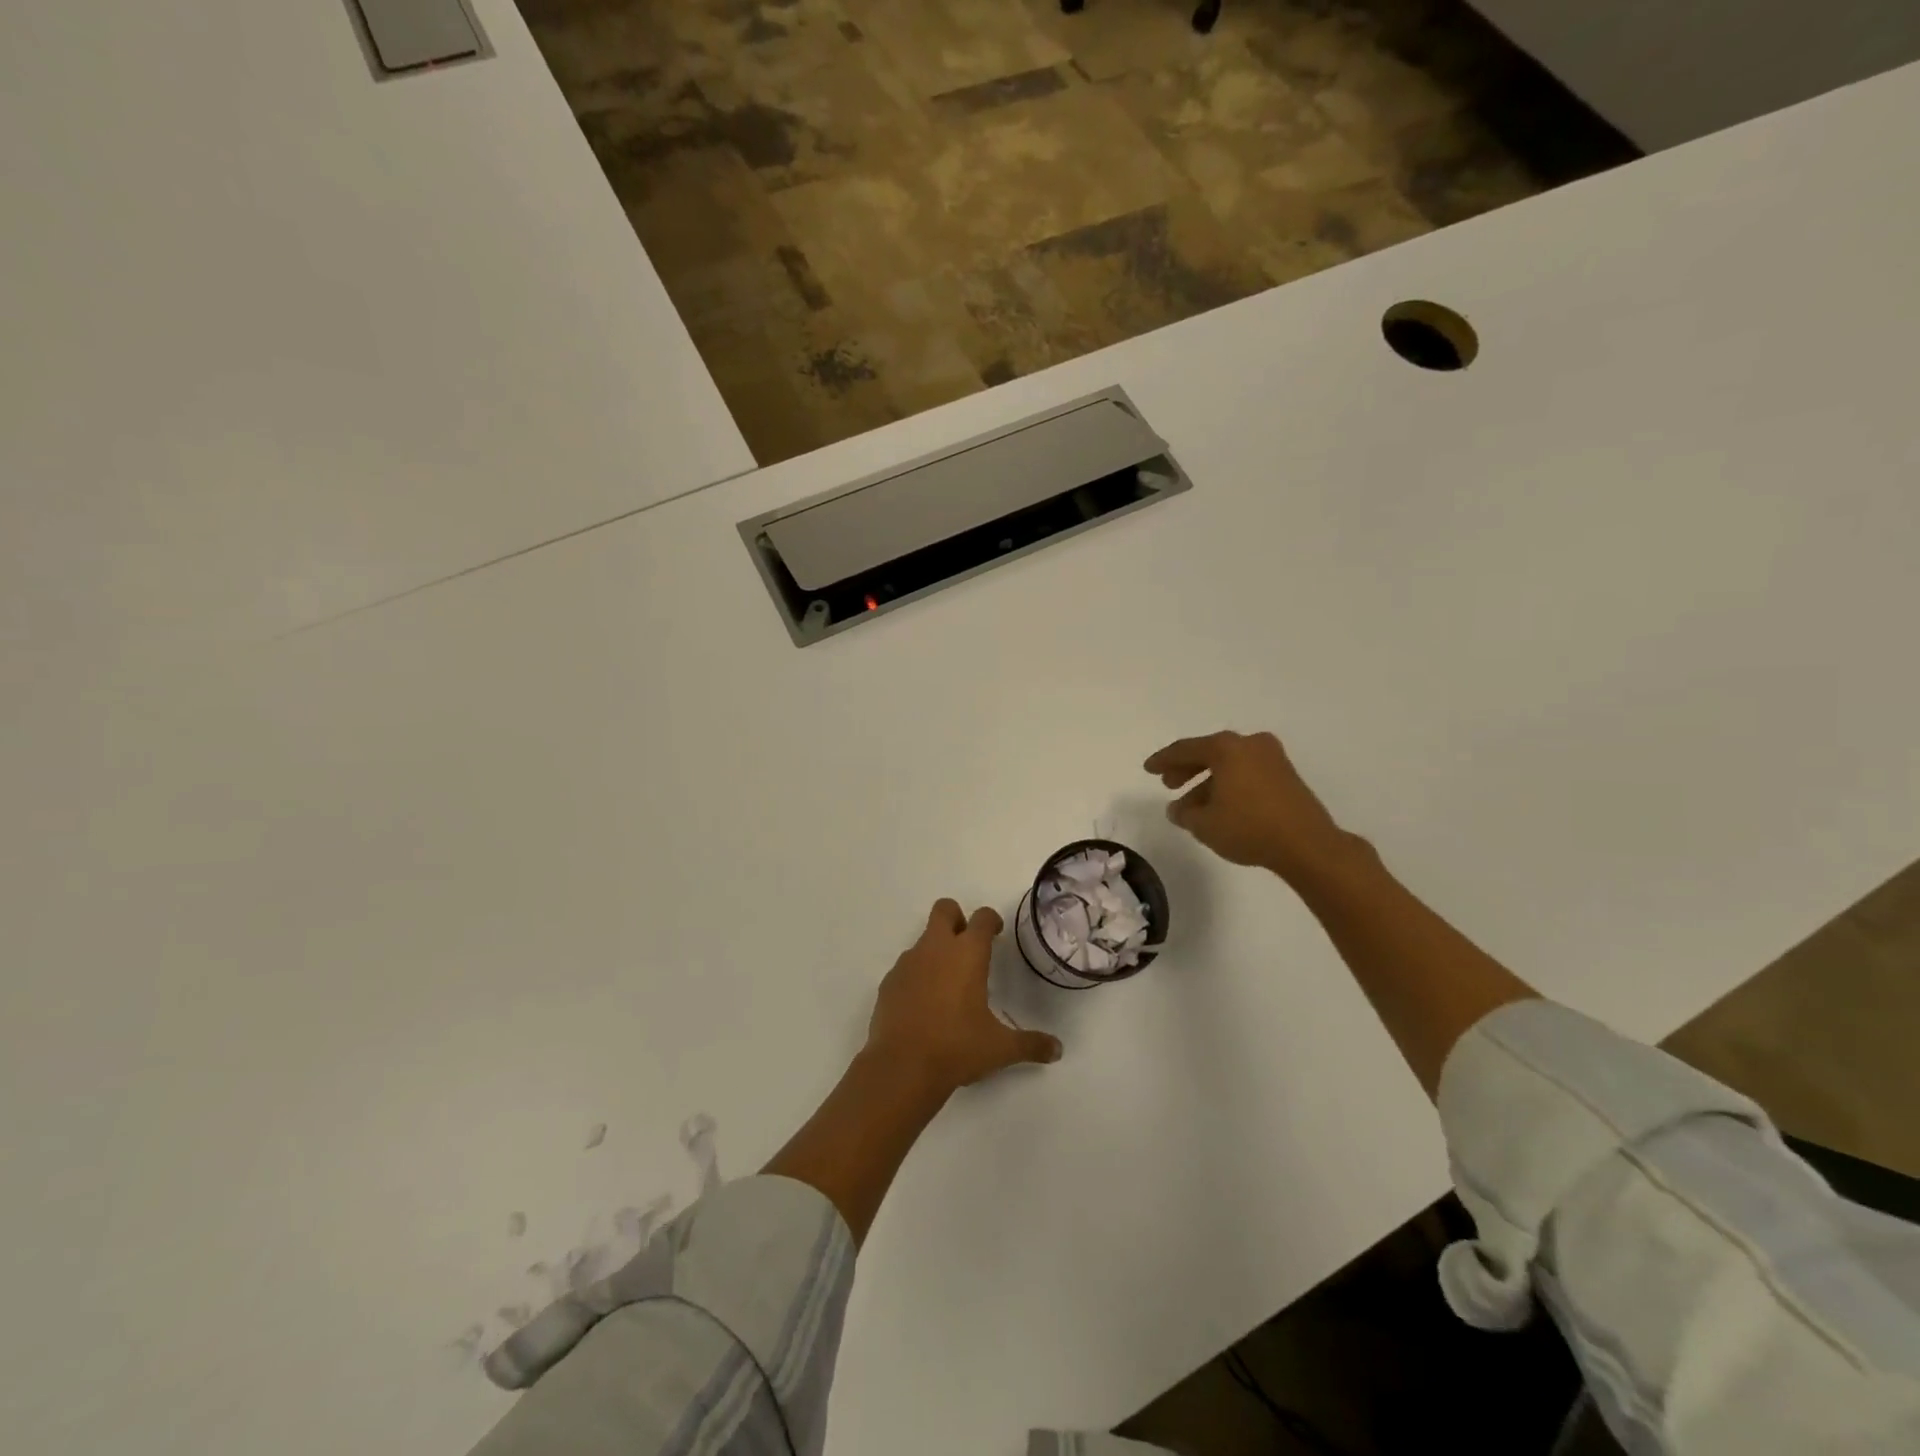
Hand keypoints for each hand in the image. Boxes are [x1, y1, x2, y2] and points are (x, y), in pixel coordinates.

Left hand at [866, 900, 1063, 1093]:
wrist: (902, 1067)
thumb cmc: (957, 1048)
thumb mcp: (1000, 1048)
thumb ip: (1030, 1044)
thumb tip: (1057, 1049)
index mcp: (967, 953)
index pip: (982, 917)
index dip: (991, 920)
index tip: (996, 934)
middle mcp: (936, 948)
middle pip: (945, 909)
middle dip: (957, 919)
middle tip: (968, 946)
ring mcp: (908, 963)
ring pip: (923, 939)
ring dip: (936, 951)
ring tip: (947, 986)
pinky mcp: (889, 982)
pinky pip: (906, 967)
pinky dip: (917, 976)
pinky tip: (924, 1005)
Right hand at [1144, 730, 1351, 881]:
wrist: (1307, 844)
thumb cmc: (1248, 827)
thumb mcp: (1204, 824)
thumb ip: (1184, 814)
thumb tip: (1177, 809)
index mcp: (1226, 748)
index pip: (1185, 749)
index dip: (1163, 760)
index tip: (1148, 768)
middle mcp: (1249, 744)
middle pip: (1209, 753)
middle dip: (1186, 769)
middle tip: (1169, 785)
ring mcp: (1272, 758)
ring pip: (1229, 765)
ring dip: (1208, 782)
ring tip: (1193, 807)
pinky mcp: (1287, 775)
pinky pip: (1247, 773)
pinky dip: (1229, 785)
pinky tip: (1220, 807)